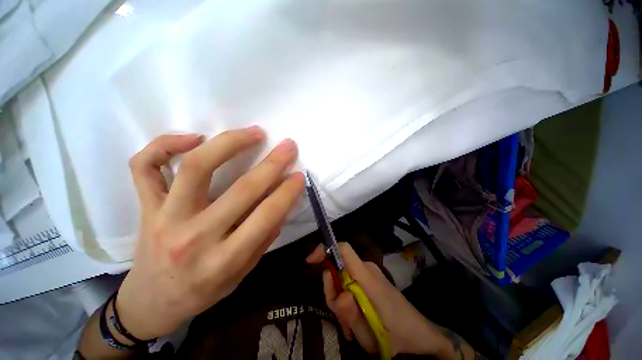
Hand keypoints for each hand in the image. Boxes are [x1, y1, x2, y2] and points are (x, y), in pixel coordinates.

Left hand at [116, 127, 303, 339]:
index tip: (299, 175)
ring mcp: (163, 218)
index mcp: (223, 260)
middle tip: (288, 146)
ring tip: (253, 132)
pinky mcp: (144, 206)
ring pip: (195, 167)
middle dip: (272, 164)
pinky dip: (165, 143)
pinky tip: (195, 138)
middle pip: (241, 189)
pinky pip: (145, 166)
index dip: (287, 192)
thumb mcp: (242, 273)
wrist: (151, 302)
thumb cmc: (202, 292)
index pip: (265, 216)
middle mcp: (193, 237)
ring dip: (229, 143)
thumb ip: (265, 236)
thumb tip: (282, 202)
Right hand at [306, 243, 463, 357]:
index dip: (326, 249)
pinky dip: (347, 300)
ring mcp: (369, 274)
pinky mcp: (370, 280)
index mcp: (368, 277)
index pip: (344, 249)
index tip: (311, 261)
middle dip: (332, 290)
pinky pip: (350, 283)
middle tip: (341, 318)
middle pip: (339, 268)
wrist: (422, 335)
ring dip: (340, 300)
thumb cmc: (399, 334)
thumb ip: (352, 315)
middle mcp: (367, 269)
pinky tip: (355, 321)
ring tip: (351, 326)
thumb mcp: (371, 335)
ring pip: (343, 278)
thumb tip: (339, 294)